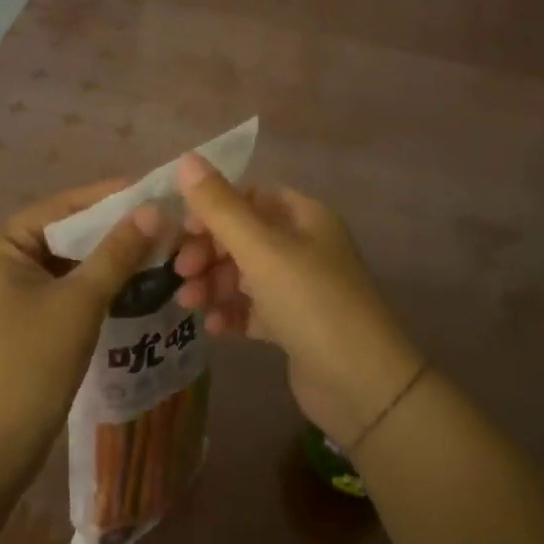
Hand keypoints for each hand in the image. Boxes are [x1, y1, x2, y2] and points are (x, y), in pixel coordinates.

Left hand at [0, 181, 160, 473]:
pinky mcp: (13, 321)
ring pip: (63, 264)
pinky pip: (58, 290)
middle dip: (112, 233)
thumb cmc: (29, 368)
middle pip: (63, 235)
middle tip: (163, 225)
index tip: (155, 191)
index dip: (110, 198)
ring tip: (156, 252)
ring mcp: (0, 294)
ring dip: (105, 262)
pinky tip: (130, 287)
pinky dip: (91, 287)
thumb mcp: (79, 303)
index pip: (61, 207)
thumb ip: (117, 252)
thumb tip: (153, 209)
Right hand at [172, 156, 423, 451]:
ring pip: (245, 274)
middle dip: (208, 251)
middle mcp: (304, 246)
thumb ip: (220, 207)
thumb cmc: (312, 302)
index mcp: (304, 217)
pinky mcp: (294, 325)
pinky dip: (231, 313)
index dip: (213, 209)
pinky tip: (213, 328)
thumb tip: (186, 158)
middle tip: (180, 272)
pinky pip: (254, 309)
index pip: (250, 196)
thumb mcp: (262, 250)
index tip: (183, 231)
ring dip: (213, 283)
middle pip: (243, 236)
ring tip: (188, 303)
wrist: (363, 385)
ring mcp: (300, 287)